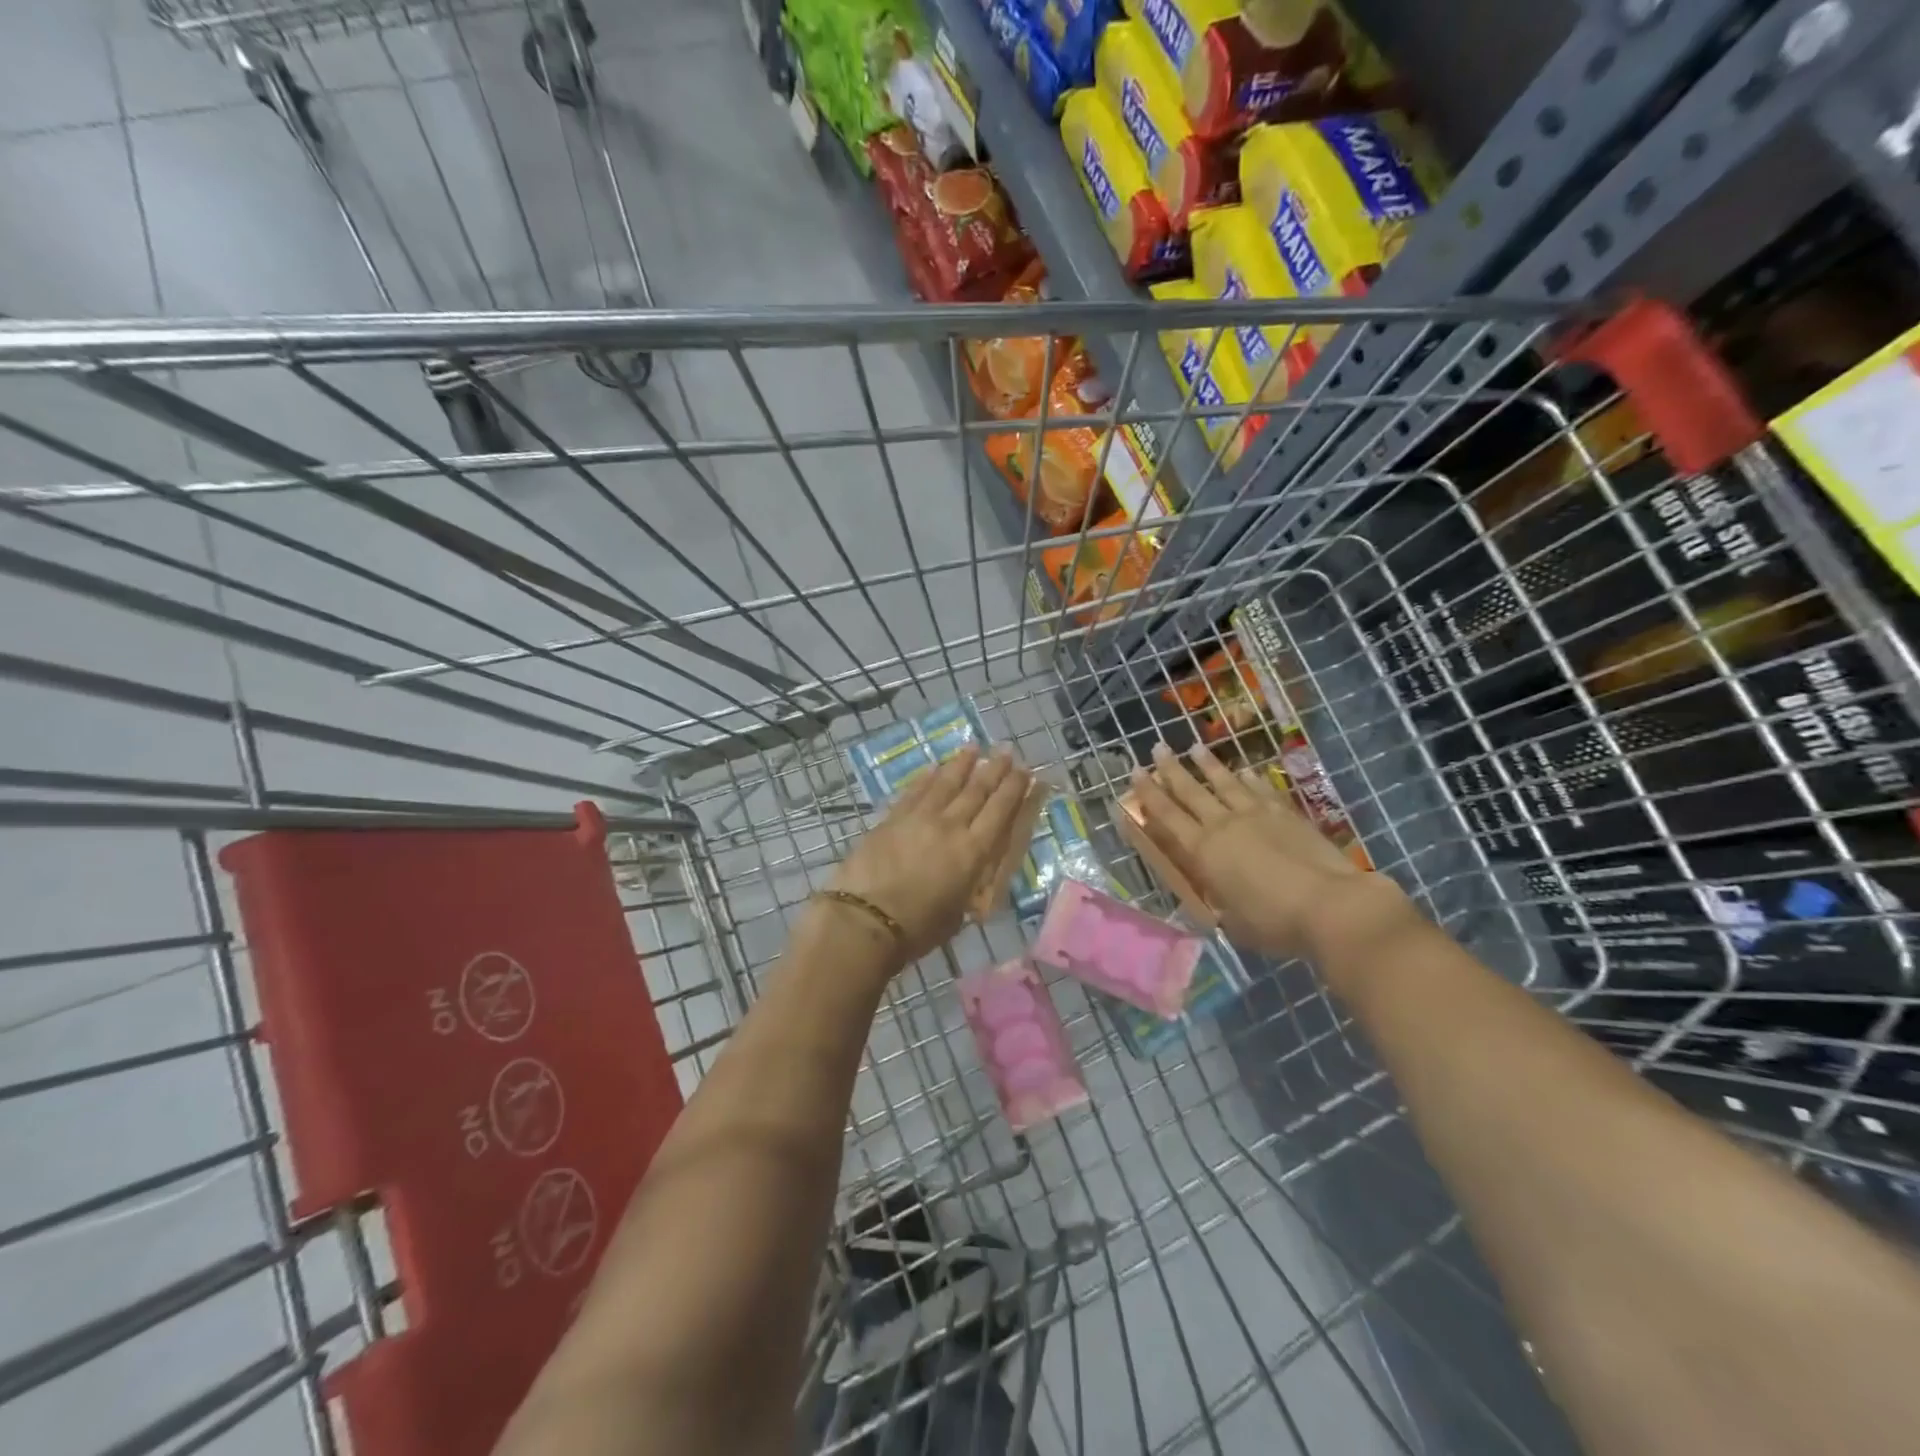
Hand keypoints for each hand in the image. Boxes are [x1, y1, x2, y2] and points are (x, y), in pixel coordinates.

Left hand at [829, 745, 1032, 967]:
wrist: (864, 920)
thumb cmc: (917, 929)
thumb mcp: (959, 912)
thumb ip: (969, 884)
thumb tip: (971, 872)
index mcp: (974, 852)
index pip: (1000, 811)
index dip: (1014, 788)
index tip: (1025, 770)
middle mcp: (951, 826)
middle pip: (977, 791)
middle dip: (994, 769)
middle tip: (1005, 751)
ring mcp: (919, 818)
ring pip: (946, 783)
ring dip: (961, 764)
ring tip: (973, 748)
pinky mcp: (892, 818)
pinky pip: (915, 790)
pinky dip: (927, 777)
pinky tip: (934, 767)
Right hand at [1130, 741, 1404, 961]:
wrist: (1331, 905)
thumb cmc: (1274, 922)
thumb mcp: (1231, 921)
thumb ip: (1217, 901)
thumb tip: (1214, 895)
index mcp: (1203, 851)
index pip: (1167, 816)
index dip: (1149, 794)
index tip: (1136, 773)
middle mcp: (1224, 825)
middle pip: (1191, 791)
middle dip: (1171, 769)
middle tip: (1157, 748)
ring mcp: (1257, 815)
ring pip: (1226, 783)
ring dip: (1209, 765)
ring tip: (1196, 748)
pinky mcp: (1287, 814)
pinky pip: (1262, 790)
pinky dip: (1250, 779)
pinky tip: (1246, 771)